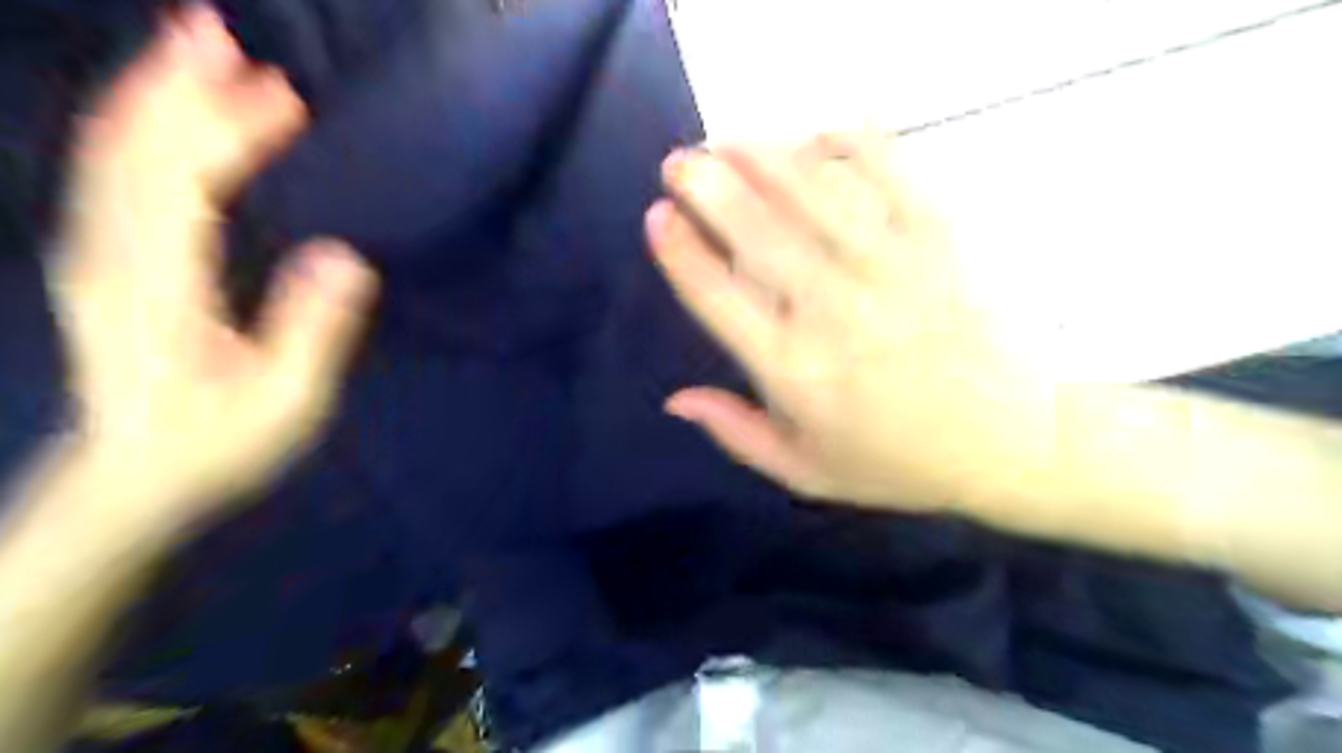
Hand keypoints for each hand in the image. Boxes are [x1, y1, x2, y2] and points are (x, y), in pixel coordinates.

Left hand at [43, 3, 374, 533]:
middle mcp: (109, 257)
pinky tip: (168, 108)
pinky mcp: (101, 259)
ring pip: (112, 154)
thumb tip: (346, 258)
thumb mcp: (284, 403)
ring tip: (197, 47)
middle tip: (221, 31)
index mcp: (158, 290)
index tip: (284, 99)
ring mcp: (94, 254)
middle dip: (176, 84)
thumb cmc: (217, 446)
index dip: (230, 132)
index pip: (184, 186)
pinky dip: (139, 128)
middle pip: (133, 151)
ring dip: (153, 93)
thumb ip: (311, 331)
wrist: (128, 479)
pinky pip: (111, 175)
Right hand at [644, 134, 1042, 510]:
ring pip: (813, 191)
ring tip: (733, 140)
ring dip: (763, 156)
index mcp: (794, 370)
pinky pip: (889, 169)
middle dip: (708, 184)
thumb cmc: (902, 461)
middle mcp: (833, 310)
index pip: (718, 297)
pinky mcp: (941, 235)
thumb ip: (736, 433)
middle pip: (757, 230)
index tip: (659, 216)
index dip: (681, 251)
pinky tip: (819, 136)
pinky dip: (849, 142)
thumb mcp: (807, 471)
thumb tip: (675, 399)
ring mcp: (890, 266)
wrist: (1017, 440)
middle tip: (682, 160)